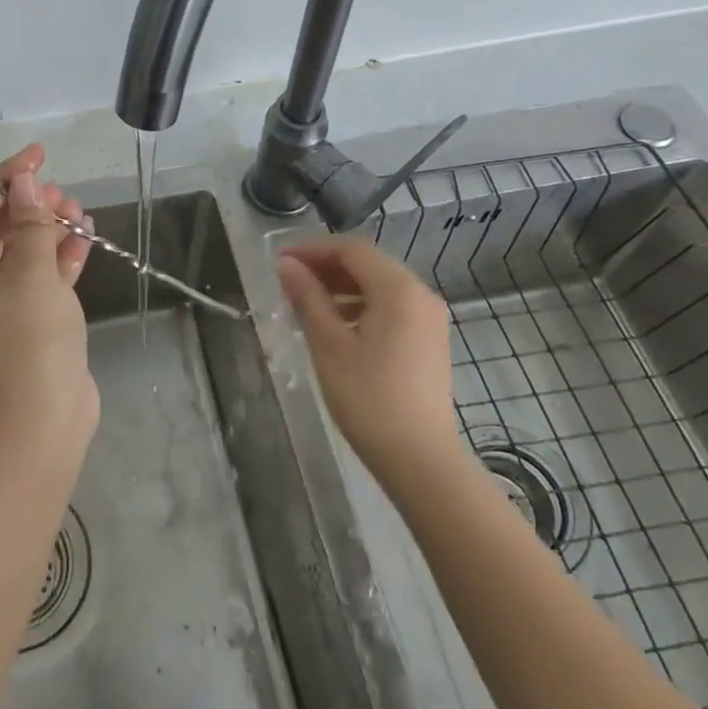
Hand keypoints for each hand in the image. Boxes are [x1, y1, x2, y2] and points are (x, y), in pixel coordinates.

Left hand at [0, 144, 97, 447]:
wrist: (47, 420)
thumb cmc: (29, 341)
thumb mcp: (31, 273)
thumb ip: (30, 223)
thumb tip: (25, 181)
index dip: (8, 177)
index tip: (39, 154)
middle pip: (2, 228)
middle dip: (33, 206)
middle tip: (64, 196)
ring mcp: (2, 304)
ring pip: (25, 250)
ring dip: (51, 229)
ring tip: (80, 214)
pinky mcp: (30, 318)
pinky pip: (42, 275)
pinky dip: (61, 256)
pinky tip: (85, 239)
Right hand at [275, 237, 464, 482]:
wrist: (420, 459)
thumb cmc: (368, 398)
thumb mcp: (328, 344)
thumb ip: (307, 298)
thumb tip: (286, 265)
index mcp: (398, 289)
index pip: (351, 250)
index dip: (312, 249)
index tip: (279, 261)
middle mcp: (420, 295)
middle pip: (368, 264)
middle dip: (326, 267)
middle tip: (288, 281)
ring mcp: (429, 319)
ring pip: (379, 286)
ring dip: (341, 287)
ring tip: (304, 304)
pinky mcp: (428, 341)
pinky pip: (390, 307)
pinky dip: (360, 306)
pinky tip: (334, 326)